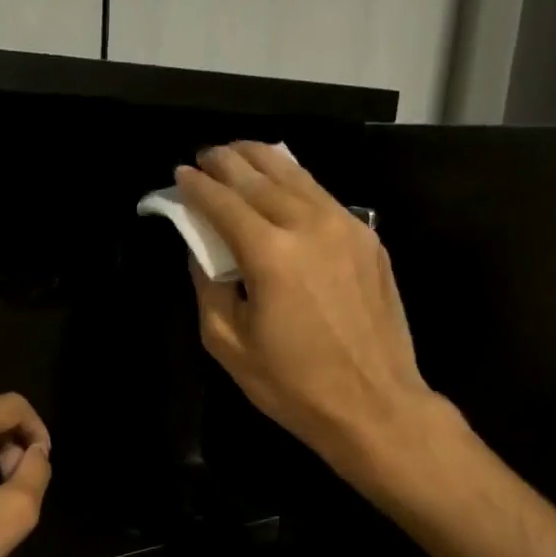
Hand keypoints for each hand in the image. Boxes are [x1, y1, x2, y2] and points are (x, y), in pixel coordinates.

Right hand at [176, 143, 451, 483]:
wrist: (375, 404)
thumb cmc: (294, 385)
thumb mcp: (229, 346)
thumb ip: (209, 289)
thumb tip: (201, 253)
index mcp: (271, 256)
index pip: (225, 205)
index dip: (198, 187)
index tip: (180, 174)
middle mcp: (309, 227)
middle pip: (261, 178)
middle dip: (228, 162)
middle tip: (206, 154)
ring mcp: (346, 228)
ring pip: (298, 177)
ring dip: (264, 159)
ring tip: (240, 152)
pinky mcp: (368, 239)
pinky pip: (324, 195)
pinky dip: (297, 180)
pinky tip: (284, 180)